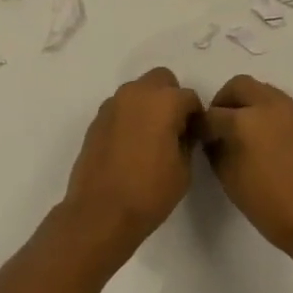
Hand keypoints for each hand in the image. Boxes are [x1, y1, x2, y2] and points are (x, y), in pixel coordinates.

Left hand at [64, 67, 203, 245]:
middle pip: (161, 80)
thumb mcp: (184, 169)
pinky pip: (120, 108)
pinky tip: (130, 146)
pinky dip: (129, 118)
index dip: (195, 116)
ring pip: (138, 91)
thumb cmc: (149, 192)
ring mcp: (112, 105)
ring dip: (148, 105)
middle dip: (170, 97)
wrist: (100, 213)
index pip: (189, 97)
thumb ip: (187, 140)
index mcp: (163, 101)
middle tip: (173, 128)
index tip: (194, 136)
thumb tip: (182, 131)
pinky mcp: (96, 120)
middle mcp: (136, 93)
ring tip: (150, 138)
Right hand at [203, 76, 292, 256]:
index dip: (202, 126)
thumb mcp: (231, 181)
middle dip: (224, 102)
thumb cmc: (273, 207)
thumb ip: (217, 152)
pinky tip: (268, 141)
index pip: (213, 114)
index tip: (199, 138)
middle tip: (220, 127)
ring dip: (248, 104)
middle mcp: (270, 105)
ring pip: (262, 91)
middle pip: (239, 86)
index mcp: (245, 121)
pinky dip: (268, 113)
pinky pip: (281, 104)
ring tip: (245, 134)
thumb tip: (213, 138)